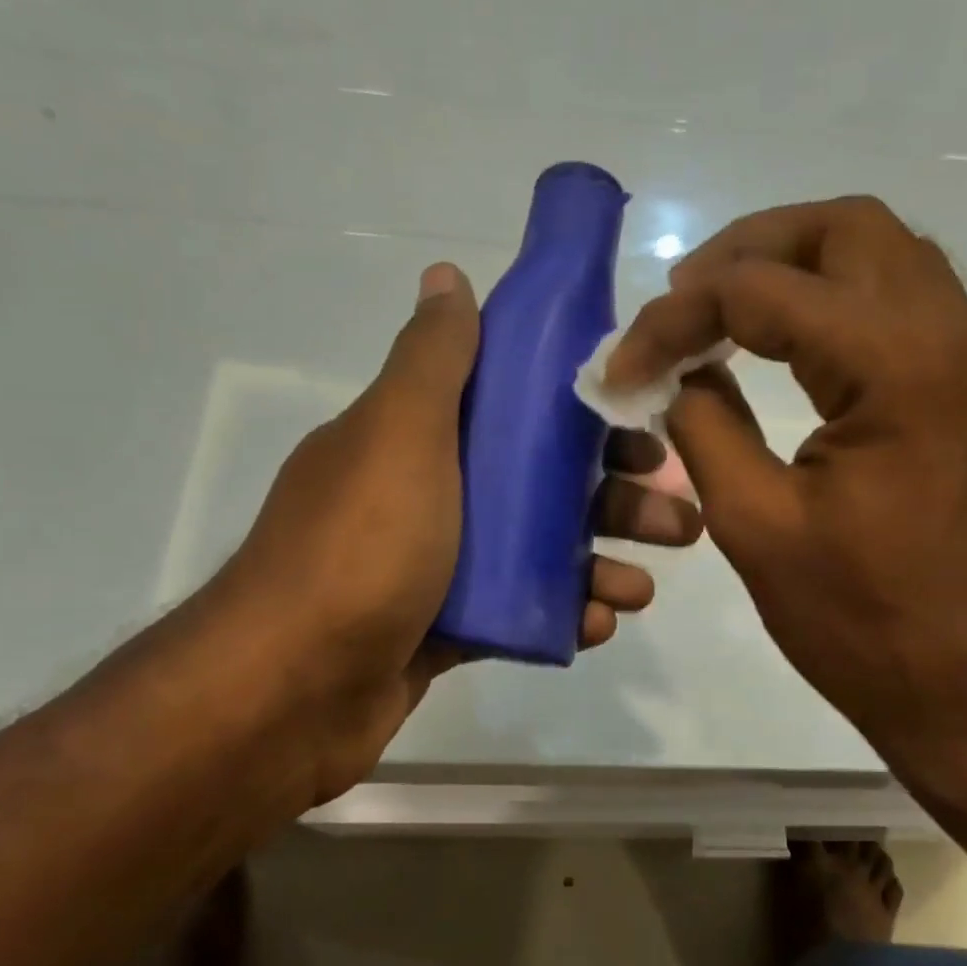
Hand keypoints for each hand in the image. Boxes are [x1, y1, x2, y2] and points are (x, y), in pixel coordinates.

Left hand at [212, 262, 701, 806]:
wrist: (291, 691)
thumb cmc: (361, 550)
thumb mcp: (397, 436)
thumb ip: (431, 359)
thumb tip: (446, 274)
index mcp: (414, 439)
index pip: (513, 409)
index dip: (581, 413)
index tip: (640, 428)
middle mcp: (426, 495)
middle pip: (538, 483)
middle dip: (612, 496)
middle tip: (675, 518)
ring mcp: (436, 568)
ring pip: (537, 553)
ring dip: (599, 562)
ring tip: (643, 588)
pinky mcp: (444, 631)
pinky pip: (518, 612)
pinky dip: (561, 614)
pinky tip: (600, 624)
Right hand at [603, 196, 966, 764]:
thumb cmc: (860, 620)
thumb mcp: (755, 524)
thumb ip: (705, 426)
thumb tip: (679, 374)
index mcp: (898, 366)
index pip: (764, 289)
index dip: (677, 316)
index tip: (624, 363)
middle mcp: (953, 333)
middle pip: (844, 226)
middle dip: (747, 251)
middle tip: (683, 302)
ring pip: (881, 254)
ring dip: (794, 265)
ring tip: (722, 312)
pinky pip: (901, 300)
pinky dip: (833, 300)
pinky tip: (783, 344)